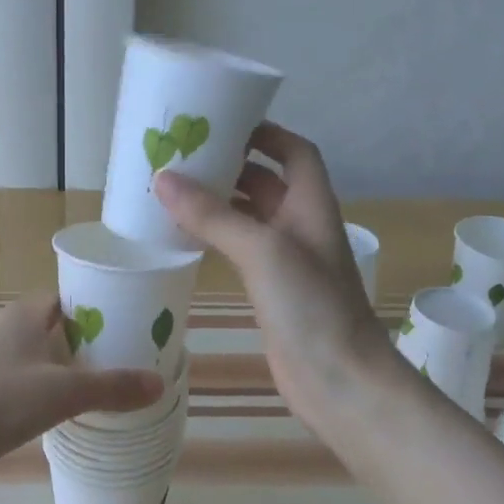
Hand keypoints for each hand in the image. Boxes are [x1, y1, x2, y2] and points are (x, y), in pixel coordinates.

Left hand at [0, 292, 164, 474]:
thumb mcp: (63, 391)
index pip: (73, 296)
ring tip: (120, 386)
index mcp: (28, 314)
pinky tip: (82, 414)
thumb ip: (111, 387)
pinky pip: (38, 388)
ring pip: (51, 361)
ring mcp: (2, 366)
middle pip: (65, 329)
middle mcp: (14, 333)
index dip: (105, 304)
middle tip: (139, 358)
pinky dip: (61, 396)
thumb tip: (160, 385)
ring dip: (80, 371)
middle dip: (99, 342)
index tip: (139, 321)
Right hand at [155, 123, 403, 433]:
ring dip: (218, 201)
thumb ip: (213, 214)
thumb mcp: (262, 250)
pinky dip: (214, 236)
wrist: (339, 381)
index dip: (266, 133)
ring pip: (249, 217)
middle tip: (183, 154)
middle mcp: (300, 226)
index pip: (295, 152)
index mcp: (311, 205)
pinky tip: (182, 236)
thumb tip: (164, 179)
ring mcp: (285, 261)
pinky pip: (238, 249)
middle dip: (231, 164)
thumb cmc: (312, 306)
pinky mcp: (269, 290)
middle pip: (267, 181)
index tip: (224, 122)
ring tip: (172, 189)